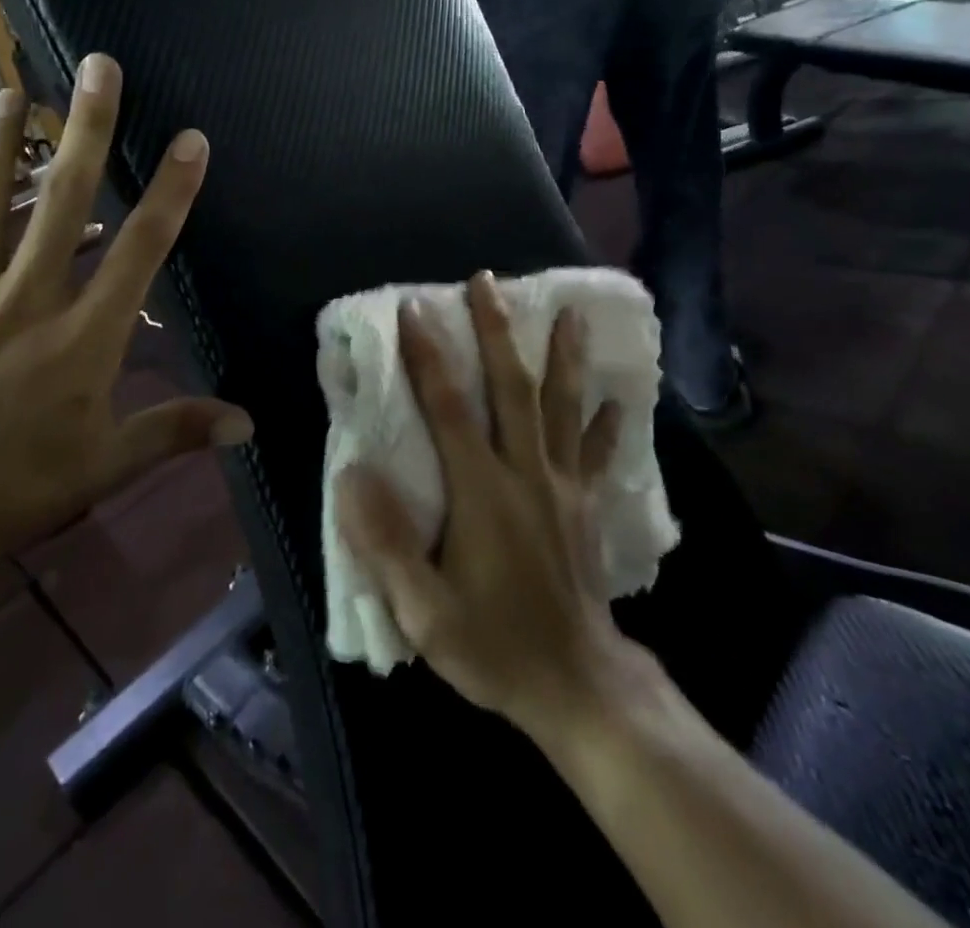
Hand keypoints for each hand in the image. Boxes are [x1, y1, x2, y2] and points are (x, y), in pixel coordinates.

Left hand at [0, 55, 252, 608]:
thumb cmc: (15, 490)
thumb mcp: (107, 464)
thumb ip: (175, 429)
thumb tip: (247, 425)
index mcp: (84, 334)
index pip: (140, 248)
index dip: (171, 190)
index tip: (190, 139)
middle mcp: (27, 298)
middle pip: (63, 200)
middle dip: (86, 129)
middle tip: (96, 66)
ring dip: (2, 145)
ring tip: (12, 93)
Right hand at [335, 272, 628, 736]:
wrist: (578, 688)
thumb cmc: (493, 645)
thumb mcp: (424, 611)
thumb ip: (386, 542)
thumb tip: (352, 474)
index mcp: (482, 492)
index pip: (449, 408)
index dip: (429, 356)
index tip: (415, 308)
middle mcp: (526, 473)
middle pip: (513, 387)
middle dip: (497, 330)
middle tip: (487, 281)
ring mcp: (563, 485)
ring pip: (563, 406)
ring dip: (563, 355)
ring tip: (568, 310)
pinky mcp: (587, 505)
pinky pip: (600, 453)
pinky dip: (608, 421)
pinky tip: (617, 397)